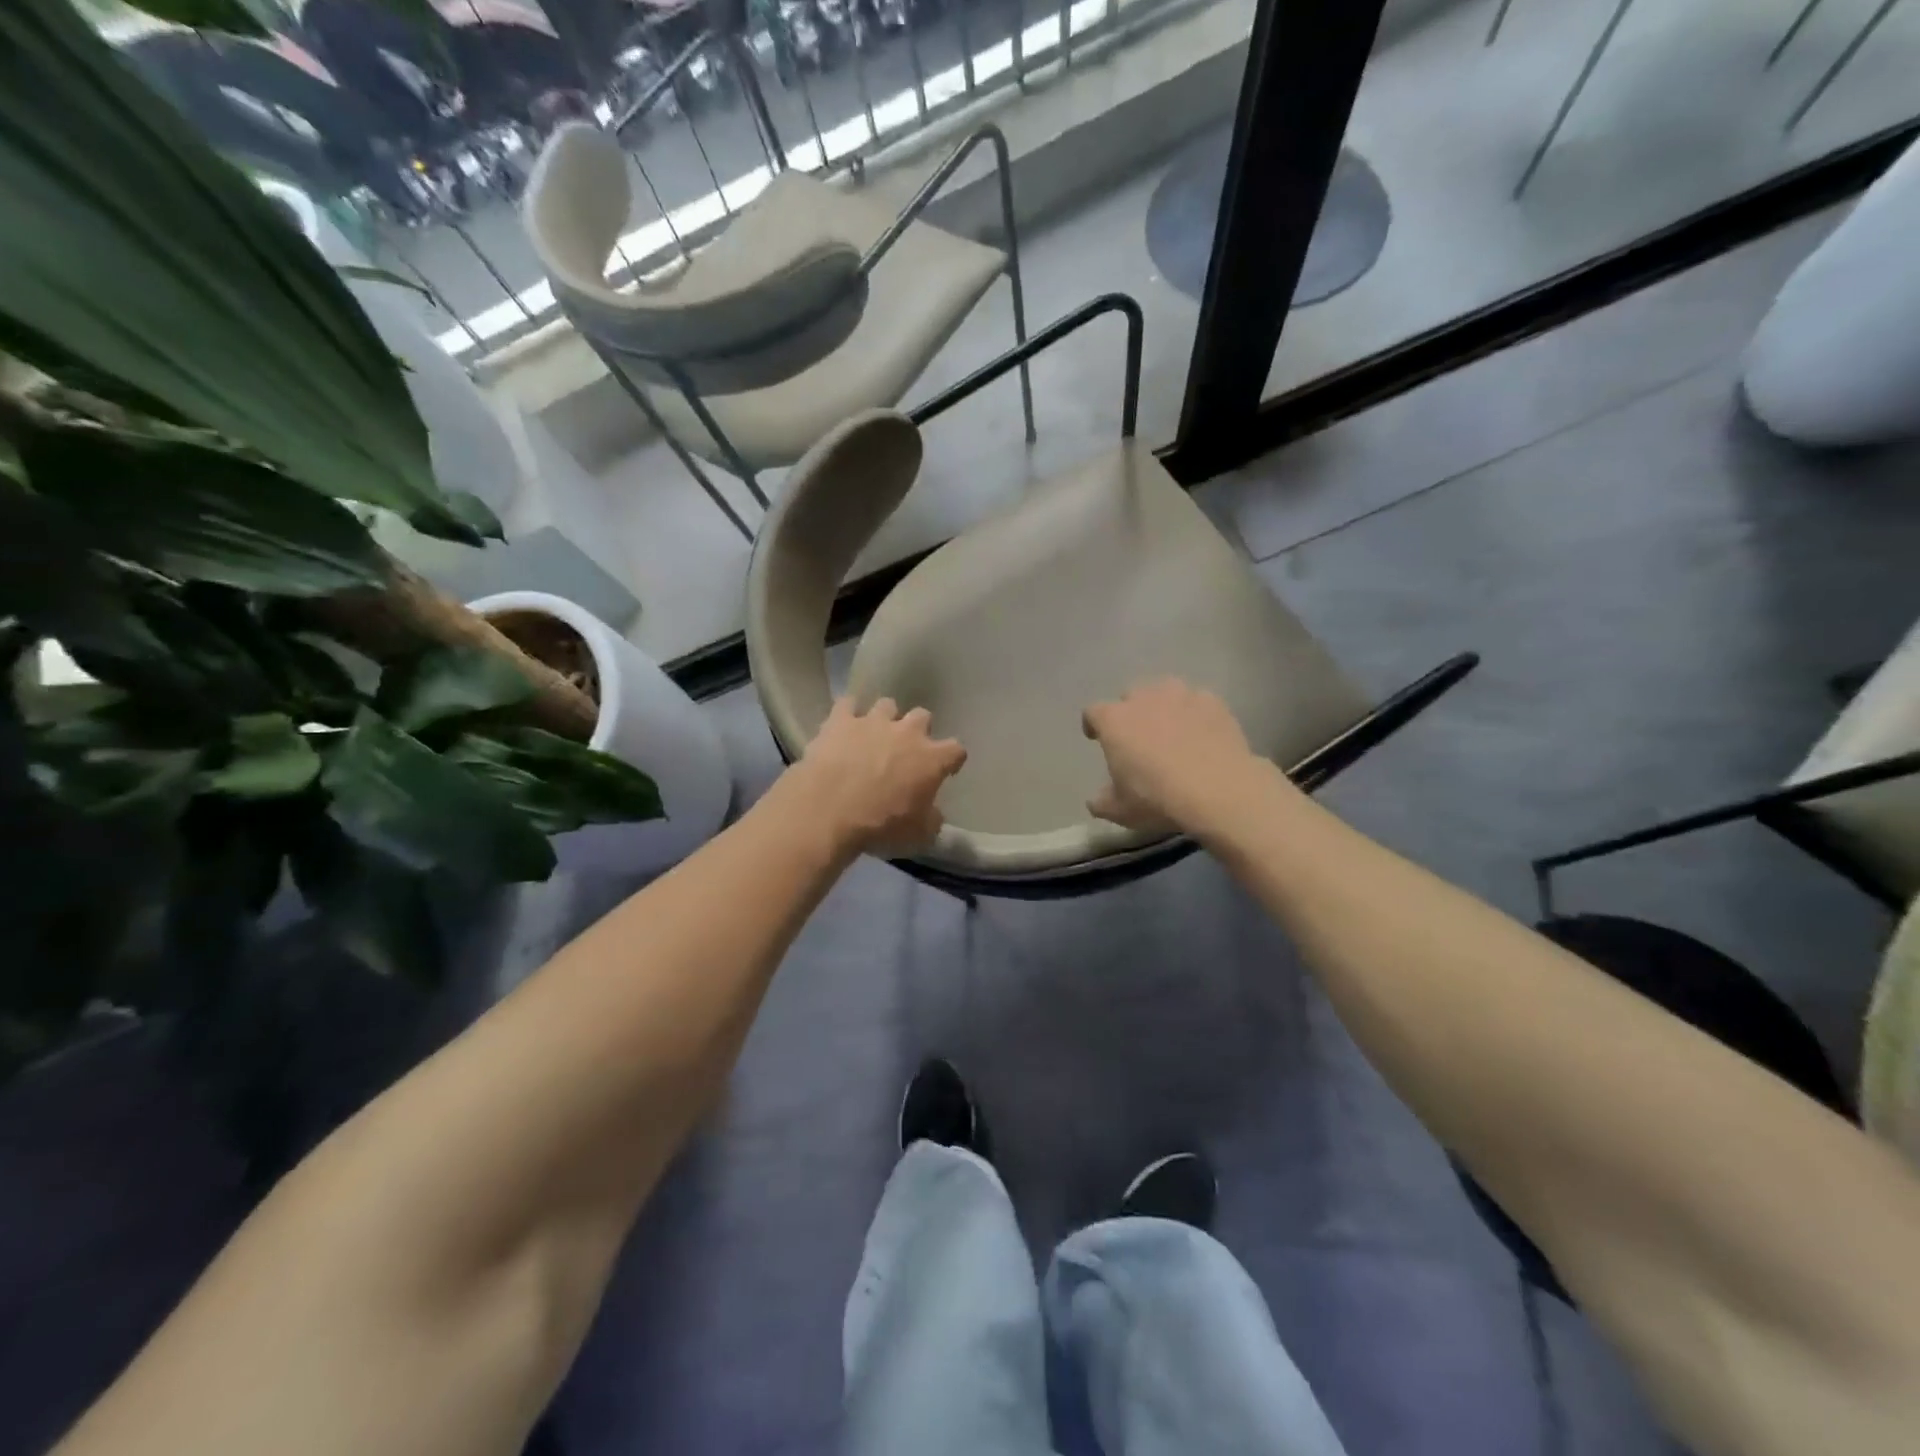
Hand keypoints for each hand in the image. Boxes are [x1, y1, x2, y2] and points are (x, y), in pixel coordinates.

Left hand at [789, 697, 966, 856]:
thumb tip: (933, 813)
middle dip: (918, 730)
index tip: (946, 770)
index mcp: (931, 759)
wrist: (829, 811)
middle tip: (906, 749)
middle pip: (923, 716)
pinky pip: (847, 704)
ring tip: (874, 735)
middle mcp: (907, 732)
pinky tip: (843, 724)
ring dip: (885, 719)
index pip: (956, 749)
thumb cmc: (881, 826)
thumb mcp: (919, 836)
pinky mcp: (840, 721)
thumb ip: (932, 819)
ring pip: (887, 705)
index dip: (952, 759)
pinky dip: (847, 713)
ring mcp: (873, 722)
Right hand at [1082, 678, 1267, 832]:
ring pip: (1166, 692)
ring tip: (1172, 730)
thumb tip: (1096, 800)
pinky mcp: (1213, 702)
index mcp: (1114, 721)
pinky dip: (1196, 714)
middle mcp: (1144, 698)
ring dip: (1164, 707)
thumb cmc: (1157, 798)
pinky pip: (1198, 702)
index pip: (1093, 713)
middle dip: (1131, 713)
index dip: (1093, 725)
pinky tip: (1203, 734)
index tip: (1097, 738)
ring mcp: (1181, 696)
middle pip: (1130, 696)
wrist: (1218, 791)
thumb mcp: (1120, 811)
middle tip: (1139, 737)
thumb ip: (1102, 801)